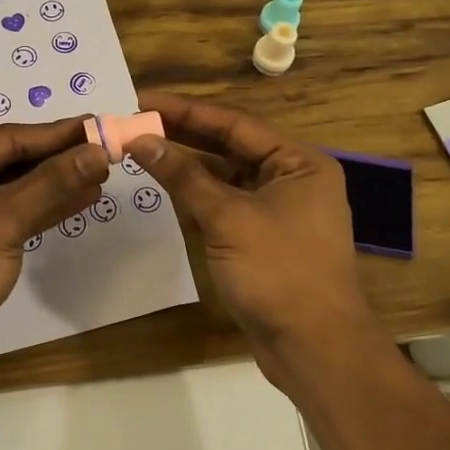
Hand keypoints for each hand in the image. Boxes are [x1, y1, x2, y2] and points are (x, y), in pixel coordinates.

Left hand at [0, 117, 109, 354]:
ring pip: (12, 189)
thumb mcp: (6, 219)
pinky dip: (40, 209)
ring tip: (99, 176)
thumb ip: (53, 182)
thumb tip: (97, 152)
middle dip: (57, 159)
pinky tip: (77, 201)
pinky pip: (7, 213)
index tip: (97, 125)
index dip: (56, 134)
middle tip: (103, 151)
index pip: (7, 138)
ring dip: (54, 185)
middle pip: (9, 161)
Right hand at [129, 93, 379, 379]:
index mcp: (298, 163)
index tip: (143, 100)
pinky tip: (165, 189)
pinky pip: (225, 207)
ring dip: (187, 168)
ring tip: (142, 151)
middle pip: (229, 148)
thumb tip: (141, 140)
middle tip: (135, 123)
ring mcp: (278, 211)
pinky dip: (197, 199)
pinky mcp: (262, 239)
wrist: (314, 349)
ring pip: (225, 179)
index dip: (186, 111)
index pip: (234, 124)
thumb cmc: (279, 272)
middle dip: (183, 136)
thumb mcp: (228, 219)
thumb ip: (183, 177)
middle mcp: (291, 179)